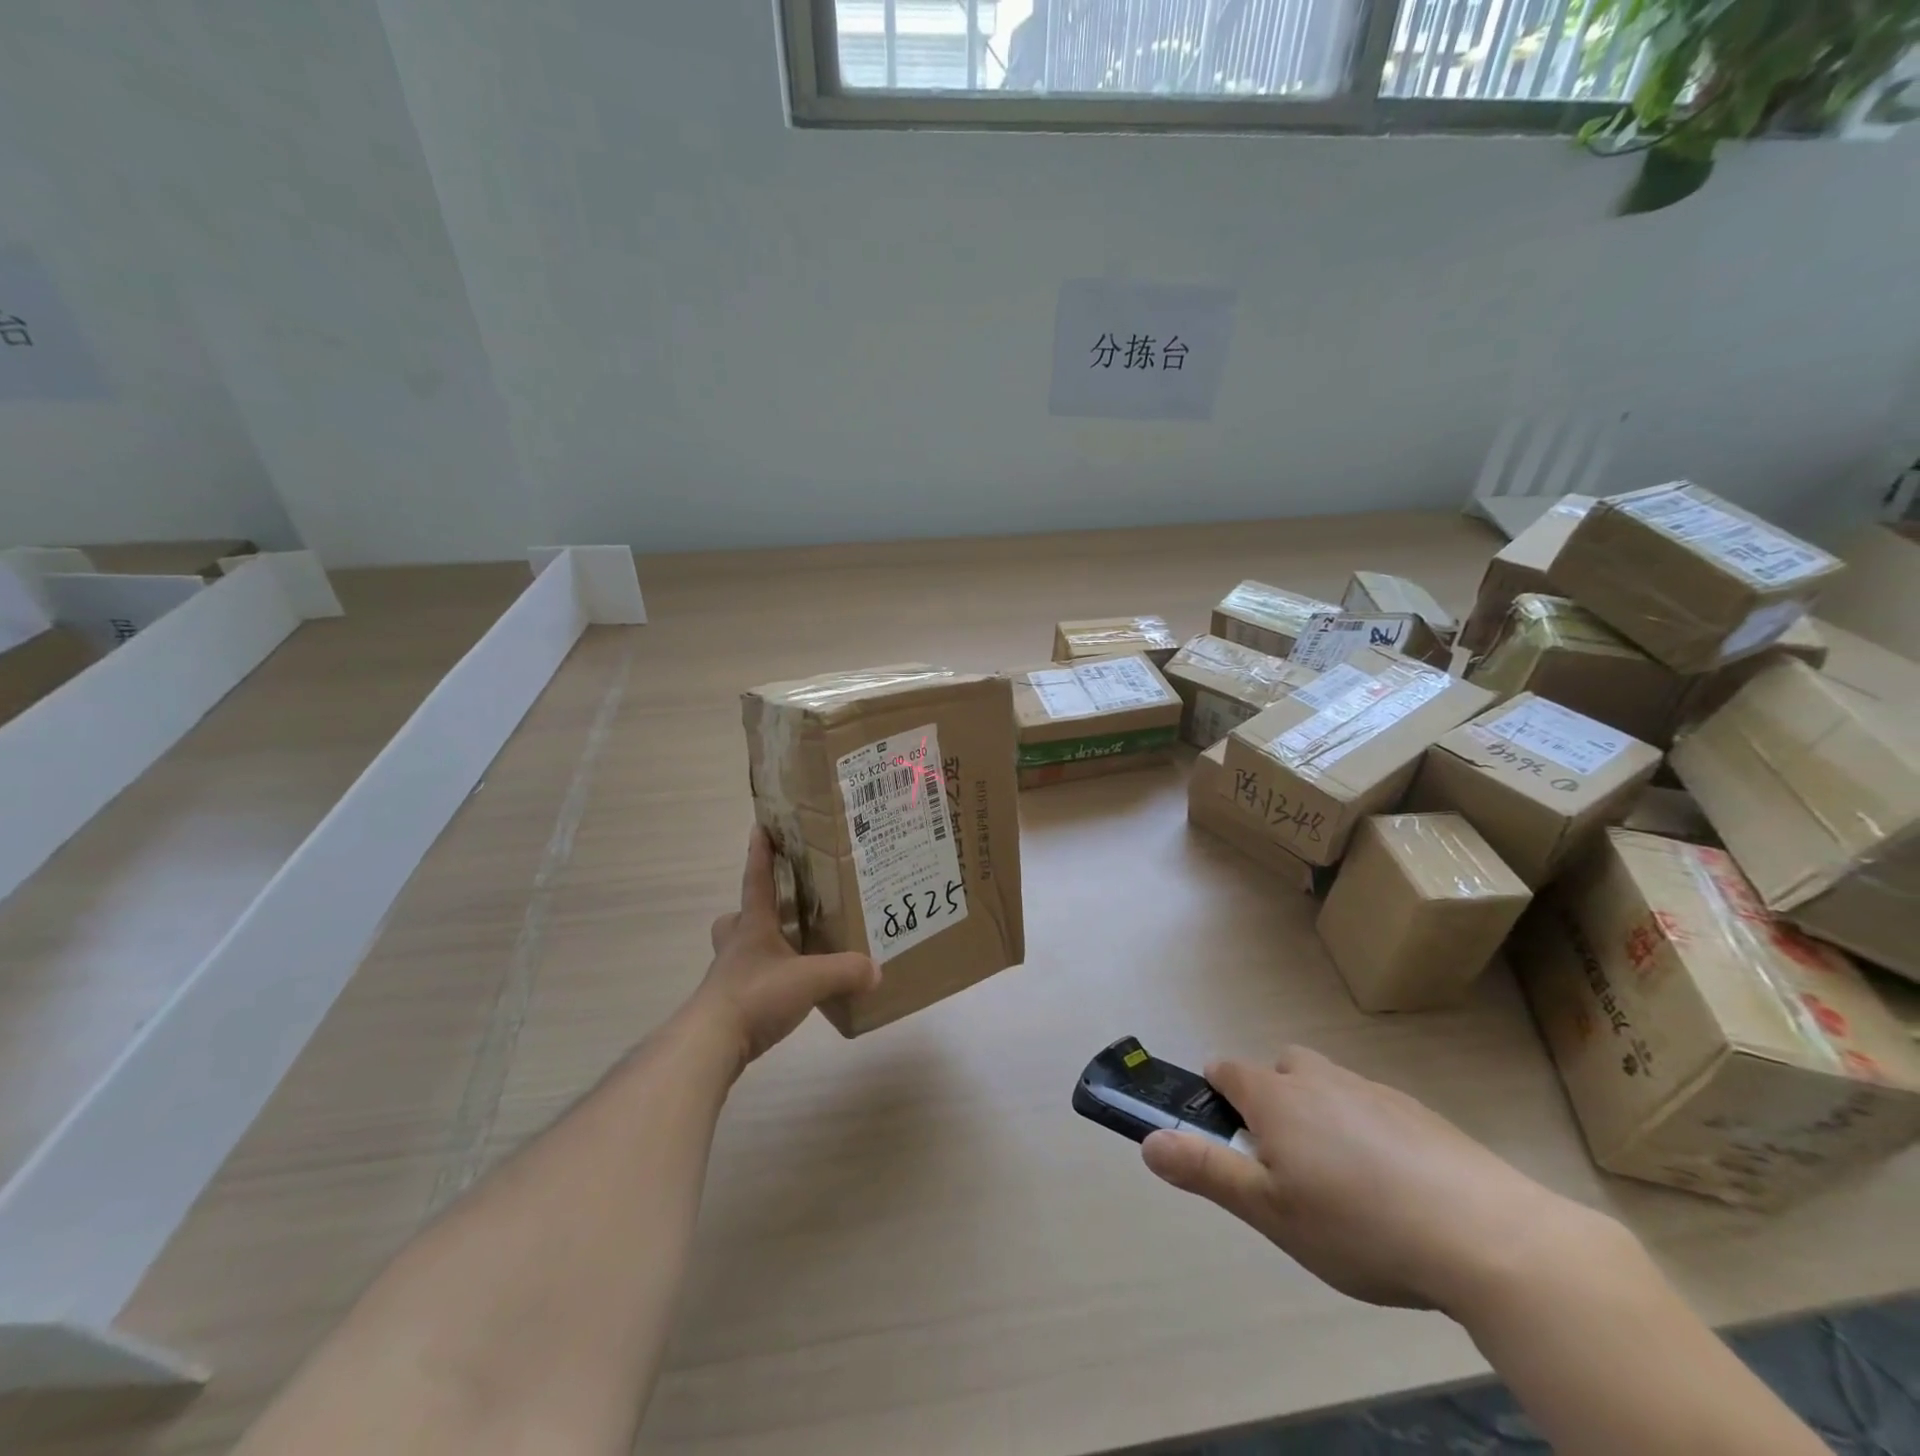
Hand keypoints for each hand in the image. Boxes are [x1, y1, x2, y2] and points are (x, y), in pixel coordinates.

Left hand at [694, 828, 879, 1067]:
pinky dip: (766, 982)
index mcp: (753, 927)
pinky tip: (787, 992)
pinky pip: (749, 983)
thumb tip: (876, 969)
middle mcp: (738, 947)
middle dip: (753, 911)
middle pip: (737, 919)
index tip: (758, 828)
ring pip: (741, 951)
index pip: (756, 881)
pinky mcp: (729, 1007)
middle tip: (779, 912)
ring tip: (793, 954)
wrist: (710, 1044)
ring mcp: (729, 977)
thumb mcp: (810, 980)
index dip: (759, 854)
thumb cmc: (755, 996)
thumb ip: (845, 971)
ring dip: (761, 947)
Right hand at [1141, 1046, 1619, 1317]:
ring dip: (1320, 1115)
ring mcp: (1373, 1091)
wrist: (1487, 1237)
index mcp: (1277, 1096)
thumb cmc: (1358, 1225)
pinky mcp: (1420, 1114)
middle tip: (1286, 1164)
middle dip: (1272, 1098)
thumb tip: (1148, 1142)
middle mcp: (1320, 1079)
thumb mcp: (1270, 1211)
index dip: (1216, 1095)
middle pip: (1280, 1067)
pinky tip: (1394, 1189)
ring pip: (1328, 1087)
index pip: (1226, 1071)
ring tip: (1342, 1184)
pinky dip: (1368, 1132)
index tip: (1226, 1136)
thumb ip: (1206, 1170)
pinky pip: (1373, 1108)